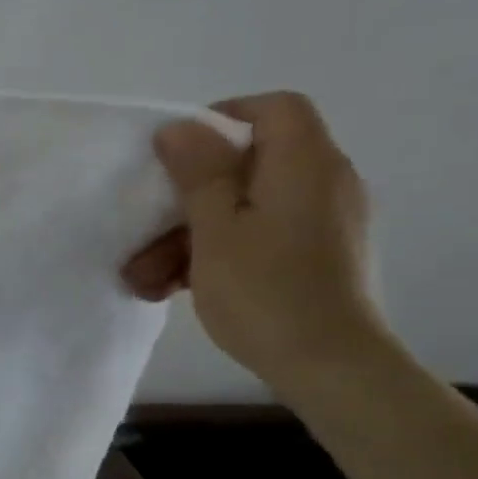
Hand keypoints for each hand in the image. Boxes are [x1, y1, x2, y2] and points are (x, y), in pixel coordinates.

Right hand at [121, 91, 388, 395]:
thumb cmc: (266, 291)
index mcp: (305, 164)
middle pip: (249, 166)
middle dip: (187, 198)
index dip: (224, 117)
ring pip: (246, 209)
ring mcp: (324, 224)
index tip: (179, 153)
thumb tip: (181, 126)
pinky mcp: (319, 259)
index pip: (275, 108)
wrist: (332, 370)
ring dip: (190, 236)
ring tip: (145, 278)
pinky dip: (218, 253)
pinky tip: (174, 288)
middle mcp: (324, 184)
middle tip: (145, 229)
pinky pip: (261, 237)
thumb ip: (199, 172)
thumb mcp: (216, 229)